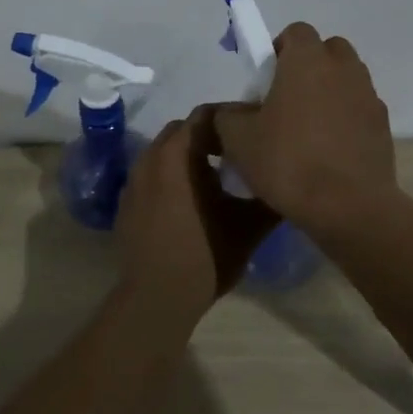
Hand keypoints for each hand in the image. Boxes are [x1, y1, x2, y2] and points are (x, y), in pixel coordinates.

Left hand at [118, 108, 277, 307]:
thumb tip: (286, 180)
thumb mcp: (249, 226)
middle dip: (208, 135)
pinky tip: (190, 201)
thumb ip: (269, 197)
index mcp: (178, 155)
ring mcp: (133, 181)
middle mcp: (150, 158)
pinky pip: (151, 176)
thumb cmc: (206, 256)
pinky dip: (170, 177)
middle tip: (237, 151)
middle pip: (182, 131)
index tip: (252, 130)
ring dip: (188, 157)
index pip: (205, 115)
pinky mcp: (126, 202)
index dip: (231, 117)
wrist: (157, 298)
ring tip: (216, 176)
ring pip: (164, 154)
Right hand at [213, 23, 396, 231]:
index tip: (265, 79)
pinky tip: (329, 151)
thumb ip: (228, 115)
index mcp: (307, 60)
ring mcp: (368, 96)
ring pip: (346, 79)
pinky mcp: (383, 125)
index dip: (278, 50)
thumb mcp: (238, 139)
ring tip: (308, 129)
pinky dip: (345, 119)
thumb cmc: (287, 162)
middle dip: (308, 67)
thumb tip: (233, 112)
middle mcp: (343, 68)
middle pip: (327, 50)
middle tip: (286, 99)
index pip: (296, 32)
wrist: (347, 206)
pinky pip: (359, 109)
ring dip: (329, 92)